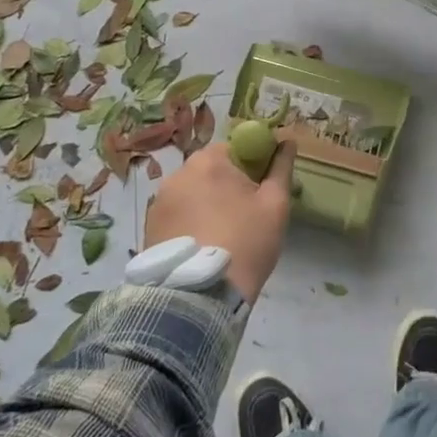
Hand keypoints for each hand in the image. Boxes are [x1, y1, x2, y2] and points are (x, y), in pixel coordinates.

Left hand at [144, 136, 296, 301]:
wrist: (201, 295)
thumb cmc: (246, 241)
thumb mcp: (275, 203)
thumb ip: (281, 167)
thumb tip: (288, 141)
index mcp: (209, 160)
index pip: (235, 148)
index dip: (252, 165)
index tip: (261, 190)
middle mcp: (178, 173)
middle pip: (211, 170)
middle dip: (228, 185)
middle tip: (246, 215)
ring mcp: (158, 202)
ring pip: (193, 193)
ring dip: (207, 204)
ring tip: (222, 235)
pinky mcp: (149, 228)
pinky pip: (177, 214)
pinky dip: (190, 223)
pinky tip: (203, 245)